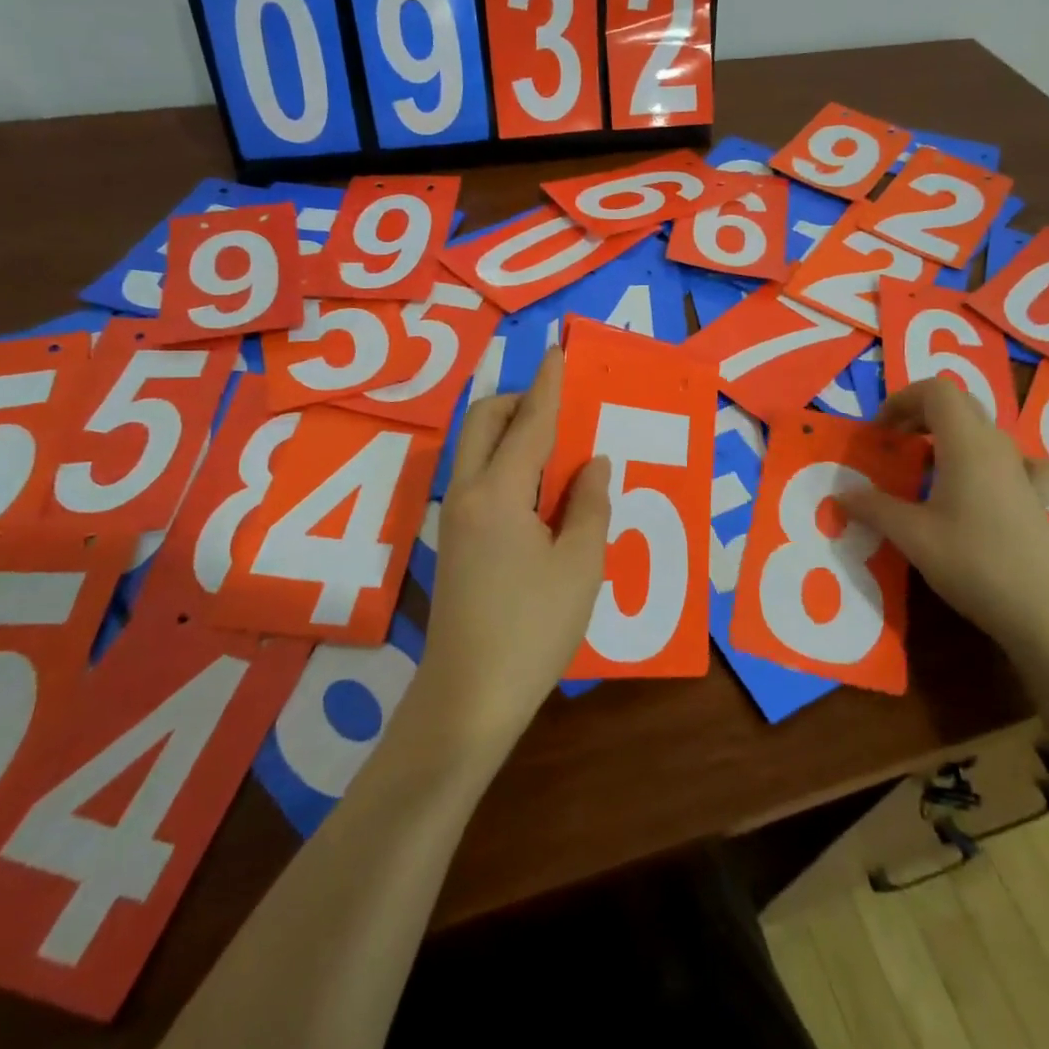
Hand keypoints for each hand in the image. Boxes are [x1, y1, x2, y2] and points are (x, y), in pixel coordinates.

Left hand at [418, 348, 610, 756]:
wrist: (469, 697)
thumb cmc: (533, 629)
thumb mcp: (580, 565)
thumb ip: (589, 504)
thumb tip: (593, 464)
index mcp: (498, 493)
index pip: (529, 422)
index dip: (549, 385)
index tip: (560, 352)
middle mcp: (467, 494)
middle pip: (486, 423)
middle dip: (521, 402)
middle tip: (564, 412)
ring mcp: (455, 518)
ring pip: (479, 450)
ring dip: (514, 434)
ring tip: (561, 450)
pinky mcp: (455, 541)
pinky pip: (481, 479)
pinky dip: (509, 466)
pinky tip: (543, 494)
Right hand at [838, 377, 1048, 661]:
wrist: (1044, 611)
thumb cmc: (972, 562)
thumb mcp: (911, 535)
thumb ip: (873, 508)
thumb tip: (841, 495)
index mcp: (966, 443)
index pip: (936, 391)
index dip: (901, 400)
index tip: (879, 432)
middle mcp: (997, 447)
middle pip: (959, 404)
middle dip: (920, 414)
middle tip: (894, 444)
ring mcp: (1022, 472)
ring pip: (983, 431)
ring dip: (949, 437)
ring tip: (926, 470)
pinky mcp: (1037, 499)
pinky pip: (1016, 462)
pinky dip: (993, 462)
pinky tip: (987, 484)